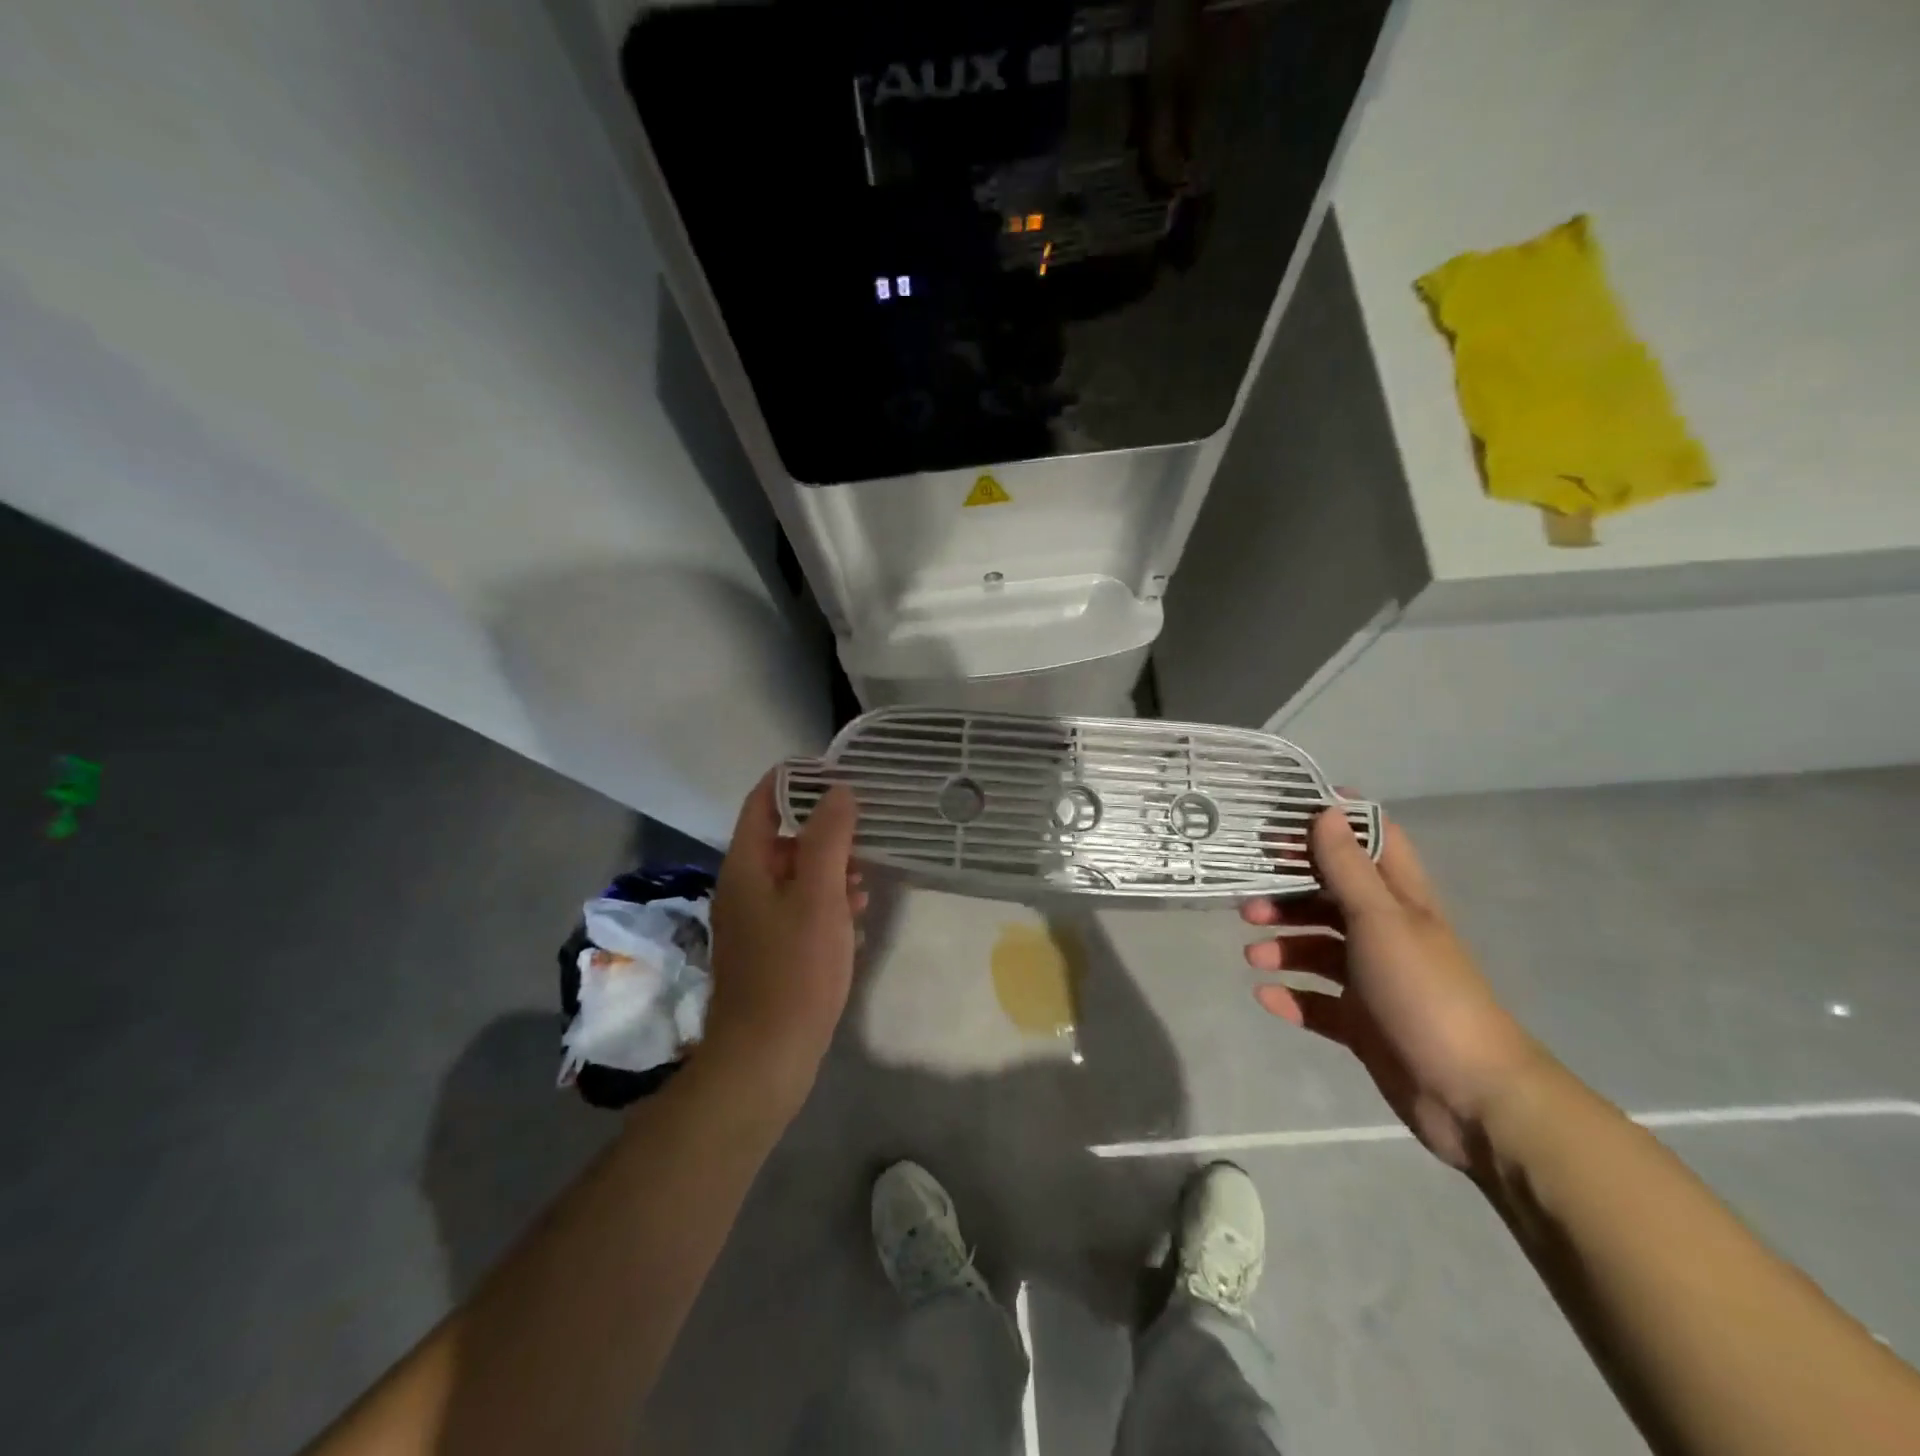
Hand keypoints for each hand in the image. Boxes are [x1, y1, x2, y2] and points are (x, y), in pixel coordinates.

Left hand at [702, 773, 865, 1116]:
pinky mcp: (769, 950)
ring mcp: (754, 921)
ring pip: (795, 876)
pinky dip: (826, 904)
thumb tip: (837, 790)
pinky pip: (799, 909)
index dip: (794, 780)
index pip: (762, 802)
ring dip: (830, 871)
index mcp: (746, 866)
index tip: (834, 771)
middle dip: (825, 833)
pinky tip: (854, 919)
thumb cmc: (794, 969)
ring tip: (865, 882)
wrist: (766, 1056)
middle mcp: (743, 887)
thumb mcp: (818, 895)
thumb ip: (828, 838)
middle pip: (783, 839)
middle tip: (865, 834)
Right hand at [1242, 809, 1551, 1170]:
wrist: (1471, 1096)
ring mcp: (1374, 981)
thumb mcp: (1380, 920)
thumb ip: (1348, 868)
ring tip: (1253, 958)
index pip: (1370, 844)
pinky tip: (1266, 996)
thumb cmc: (1424, 992)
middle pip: (1330, 899)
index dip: (1333, 825)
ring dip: (1284, 947)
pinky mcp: (1363, 1023)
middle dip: (1288, 896)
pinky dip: (1291, 996)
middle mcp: (1386, 934)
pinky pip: (1317, 1002)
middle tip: (1247, 903)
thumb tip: (1327, 810)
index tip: (1283, 820)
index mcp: (1400, 902)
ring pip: (1319, 950)